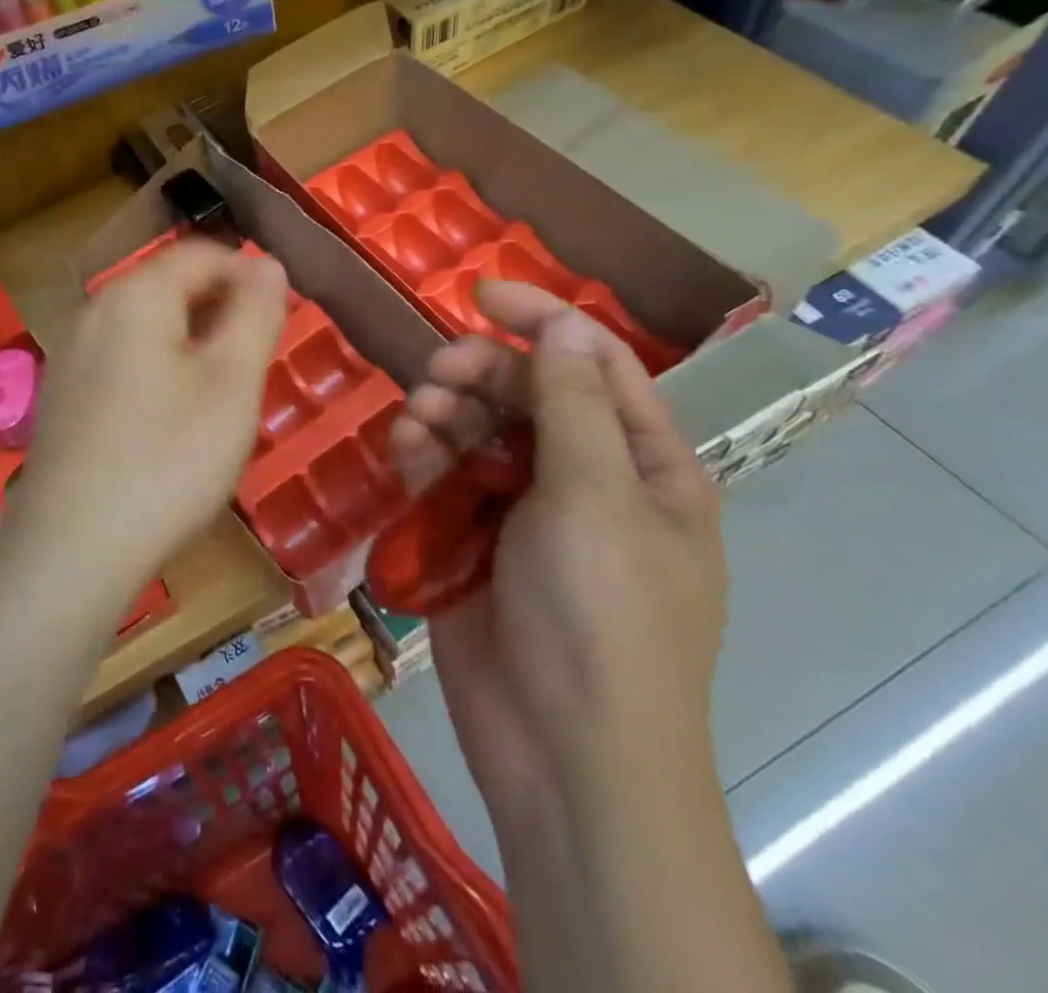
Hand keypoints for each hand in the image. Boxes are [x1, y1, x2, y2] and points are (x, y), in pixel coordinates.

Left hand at [12, 239, 286, 594]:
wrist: (72, 548)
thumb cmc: (167, 458)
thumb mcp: (232, 383)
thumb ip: (255, 313)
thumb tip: (268, 264)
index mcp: (135, 295)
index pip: (200, 254)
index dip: (248, 272)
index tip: (282, 313)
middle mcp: (94, 312)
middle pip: (168, 287)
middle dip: (220, 309)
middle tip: (257, 358)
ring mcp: (70, 355)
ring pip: (145, 326)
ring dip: (191, 341)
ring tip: (222, 391)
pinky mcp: (61, 396)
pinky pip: (120, 360)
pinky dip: (157, 369)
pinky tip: (170, 420)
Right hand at [389, 282, 725, 812]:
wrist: (561, 754)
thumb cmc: (600, 618)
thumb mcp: (595, 497)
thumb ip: (574, 403)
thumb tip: (567, 322)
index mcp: (642, 464)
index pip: (595, 364)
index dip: (544, 321)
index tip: (481, 294)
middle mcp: (586, 478)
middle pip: (527, 394)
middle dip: (481, 374)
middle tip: (439, 374)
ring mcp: (525, 510)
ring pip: (477, 431)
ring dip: (445, 414)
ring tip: (418, 422)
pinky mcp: (473, 539)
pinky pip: (445, 476)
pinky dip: (424, 456)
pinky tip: (405, 453)